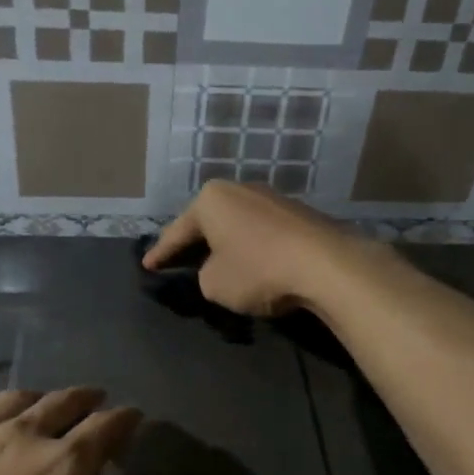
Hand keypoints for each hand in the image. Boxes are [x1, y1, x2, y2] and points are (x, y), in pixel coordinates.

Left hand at [0, 388, 165, 474]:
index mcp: (63, 467)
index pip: (105, 427)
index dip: (124, 419)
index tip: (133, 417)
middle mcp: (20, 438)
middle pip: (60, 402)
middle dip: (84, 399)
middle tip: (95, 400)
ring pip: (13, 401)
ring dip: (38, 398)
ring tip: (44, 404)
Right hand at [142, 181, 379, 317]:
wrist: (326, 265)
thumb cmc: (257, 270)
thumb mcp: (214, 284)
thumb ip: (204, 275)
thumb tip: (218, 269)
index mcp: (212, 200)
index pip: (177, 231)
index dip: (160, 253)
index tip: (147, 266)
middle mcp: (241, 190)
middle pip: (209, 221)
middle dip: (195, 242)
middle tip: (178, 259)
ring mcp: (274, 199)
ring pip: (238, 225)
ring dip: (227, 244)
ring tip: (217, 262)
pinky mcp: (300, 215)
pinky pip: (264, 233)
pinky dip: (253, 248)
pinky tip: (254, 263)